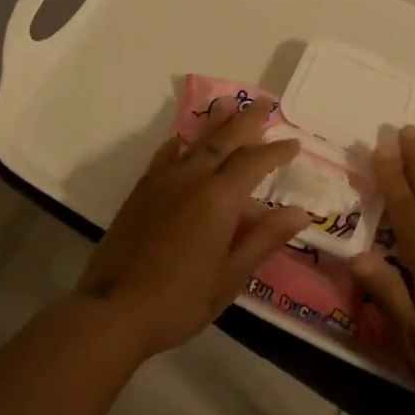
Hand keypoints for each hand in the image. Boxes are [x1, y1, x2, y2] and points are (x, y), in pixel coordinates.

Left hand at [76, 98, 311, 358]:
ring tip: (229, 103)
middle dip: (247, 120)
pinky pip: (165, 155)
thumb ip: (265, 238)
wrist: (114, 310)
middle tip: (265, 103)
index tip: (295, 143)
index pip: (254, 162)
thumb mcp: (231, 276)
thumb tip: (300, 212)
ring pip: (195, 141)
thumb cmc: (181, 299)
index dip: (276, 151)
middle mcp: (192, 179)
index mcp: (219, 198)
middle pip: (224, 139)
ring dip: (215, 122)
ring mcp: (163, 182)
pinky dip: (180, 143)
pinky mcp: (141, 191)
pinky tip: (183, 140)